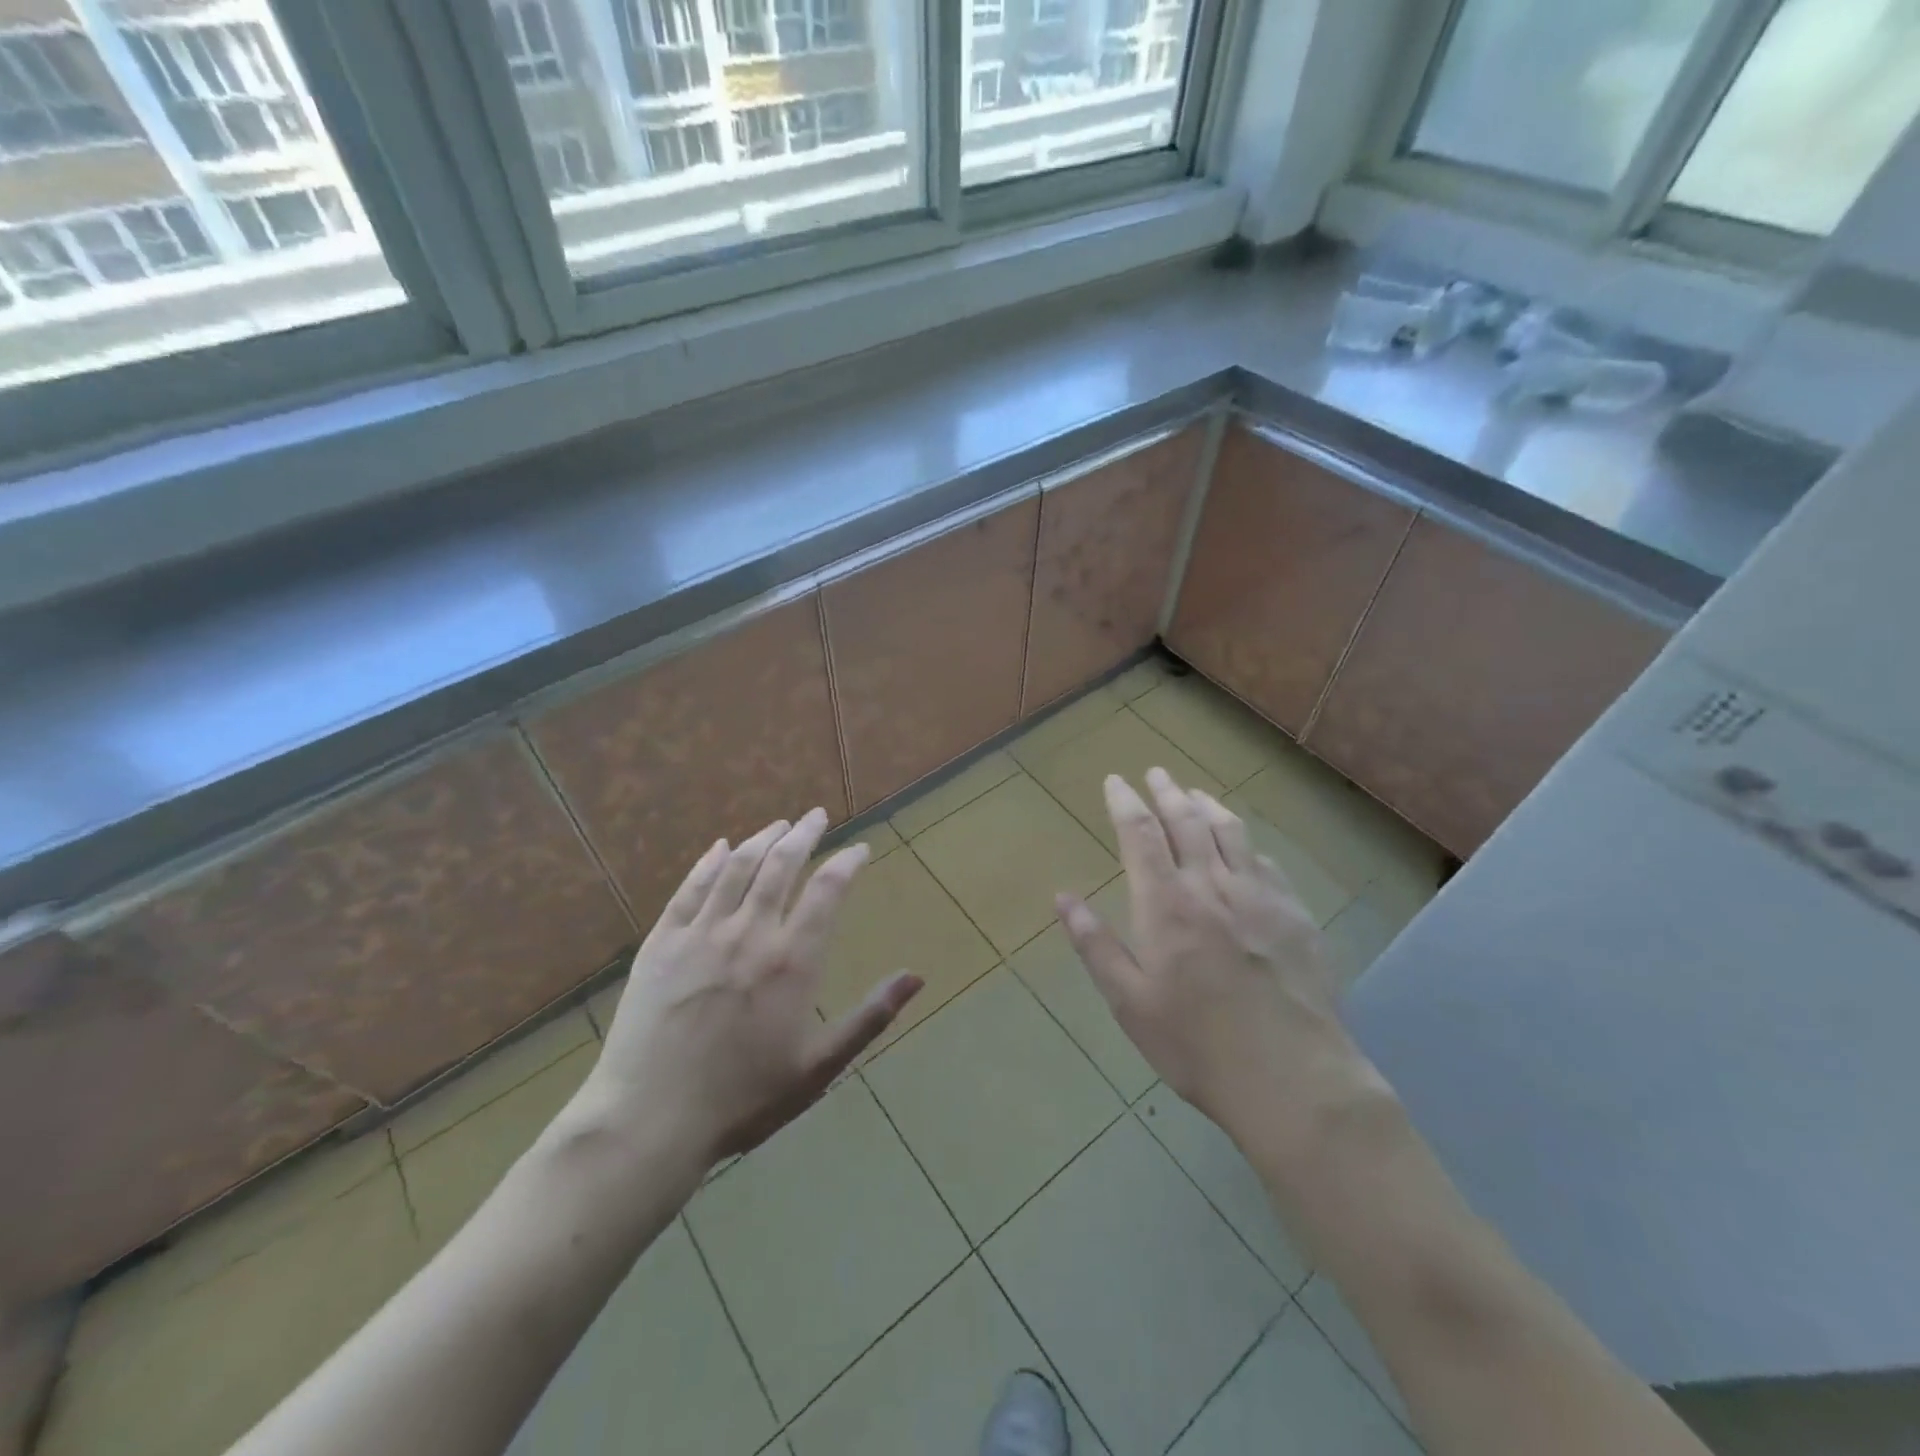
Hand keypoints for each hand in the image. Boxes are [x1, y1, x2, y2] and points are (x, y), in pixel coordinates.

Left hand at [582, 809, 920, 1172]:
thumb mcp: (820, 1066)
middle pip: (782, 864)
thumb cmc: (744, 1099)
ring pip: (738, 866)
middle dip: (804, 834)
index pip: (828, 889)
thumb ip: (871, 1016)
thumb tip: (917, 977)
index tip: (860, 849)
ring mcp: (701, 933)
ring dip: (762, 839)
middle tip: (817, 816)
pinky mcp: (662, 942)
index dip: (848, 861)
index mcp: (792, 959)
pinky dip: (709, 862)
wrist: (650, 1121)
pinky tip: (720, 848)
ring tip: (779, 825)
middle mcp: (750, 932)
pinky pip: (690, 888)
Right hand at [1054, 768, 1375, 1147]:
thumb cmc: (1196, 1045)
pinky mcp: (1295, 915)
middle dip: (1167, 792)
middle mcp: (1212, 886)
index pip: (1140, 834)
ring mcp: (1260, 897)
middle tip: (1156, 773)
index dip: (1125, 802)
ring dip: (1208, 806)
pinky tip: (1243, 846)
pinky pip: (1265, 862)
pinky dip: (1246, 842)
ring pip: (1230, 832)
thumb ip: (1096, 945)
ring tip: (1194, 793)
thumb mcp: (1129, 1002)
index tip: (1115, 781)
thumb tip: (1062, 897)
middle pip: (1187, 821)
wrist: (1292, 1078)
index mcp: (1167, 904)